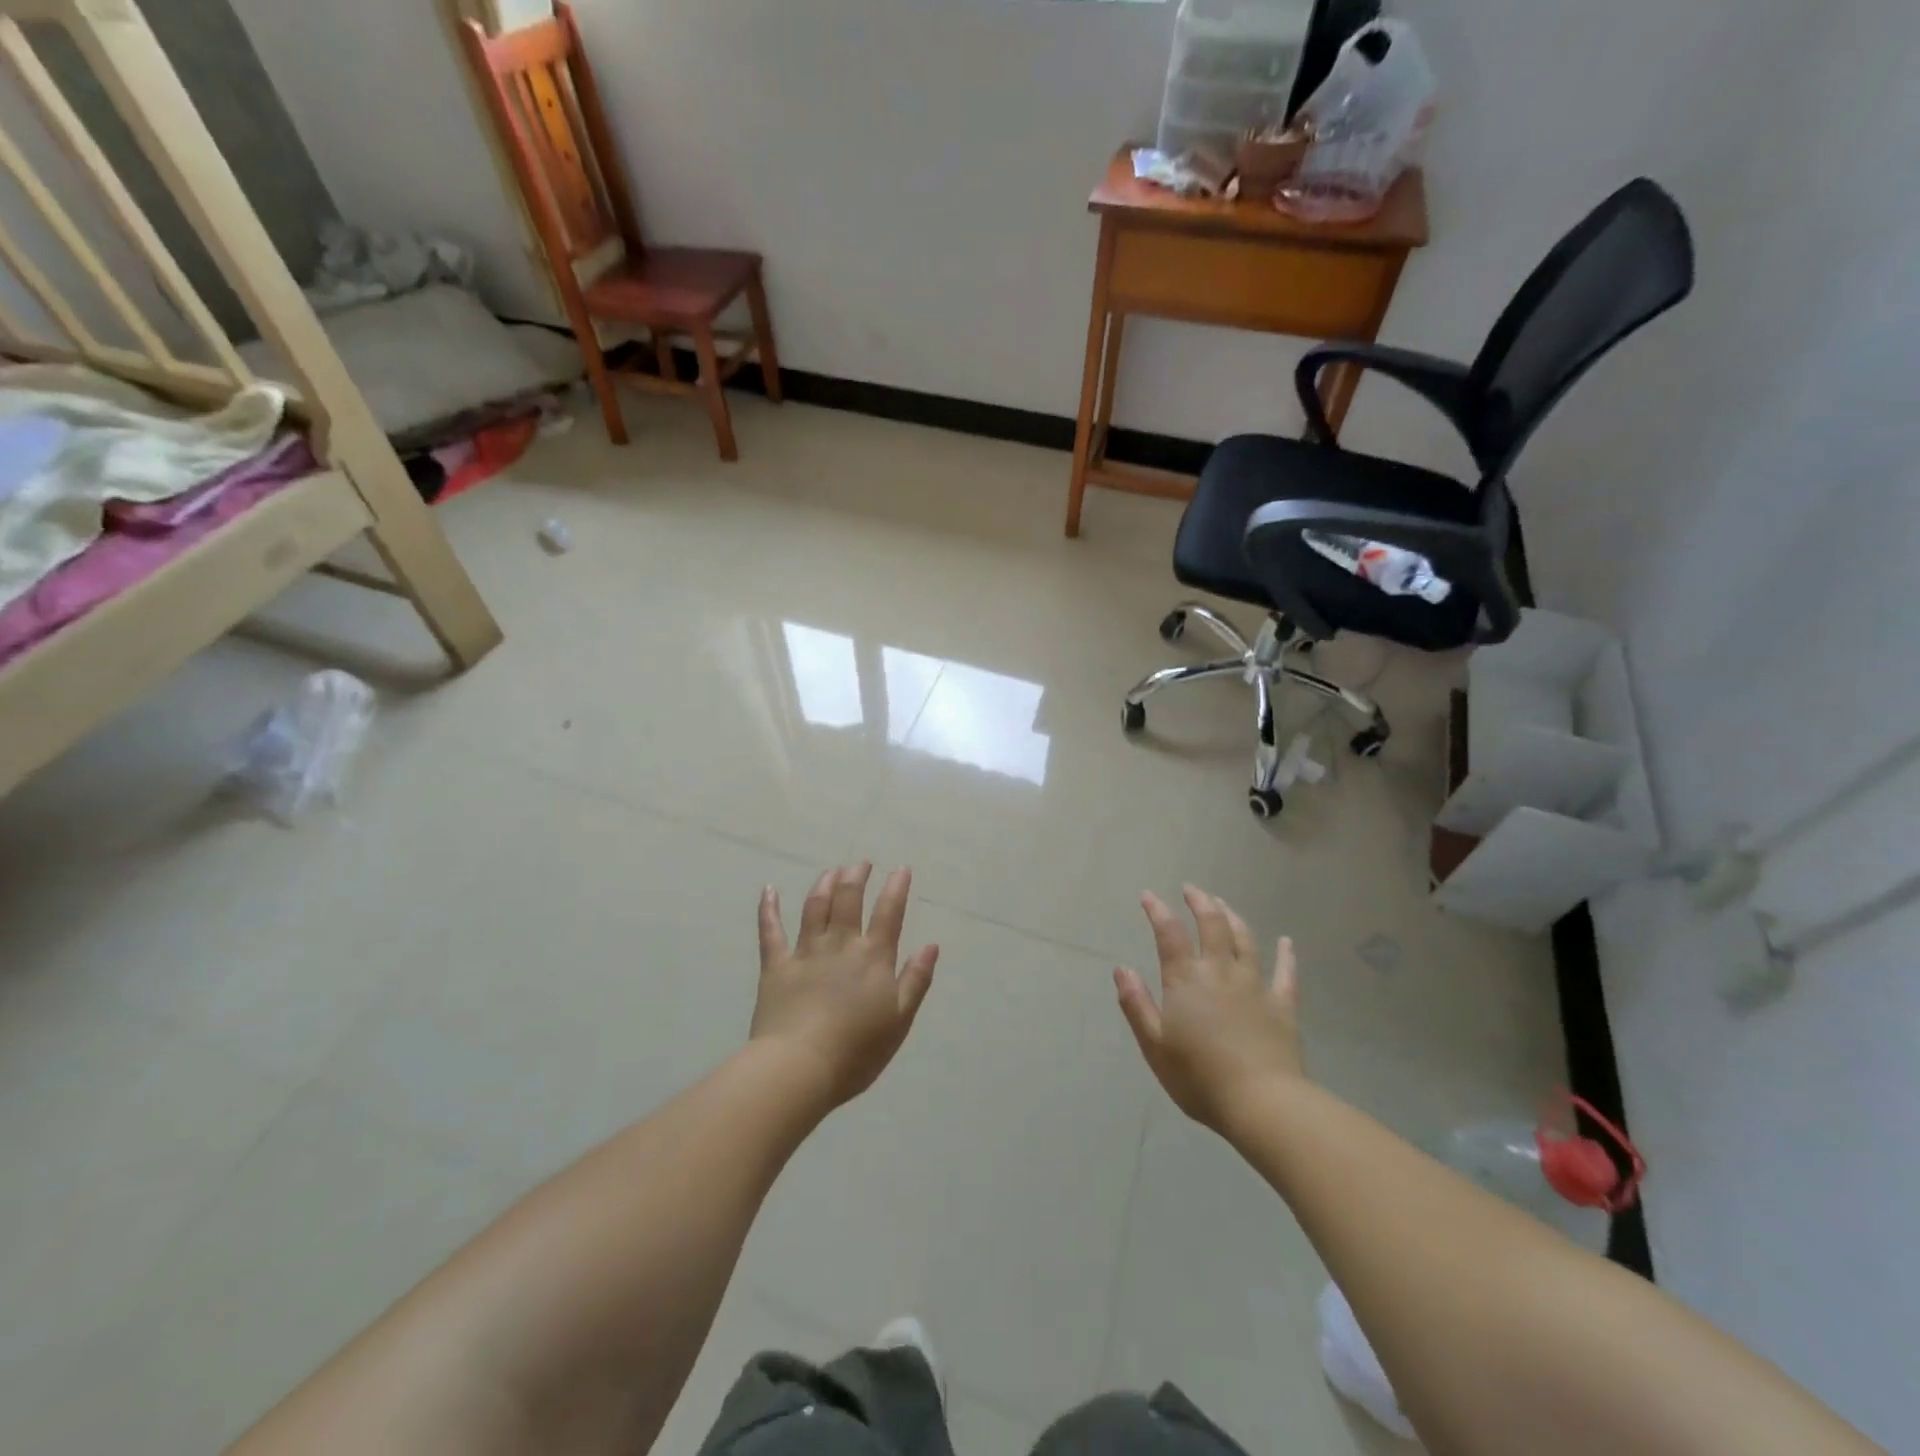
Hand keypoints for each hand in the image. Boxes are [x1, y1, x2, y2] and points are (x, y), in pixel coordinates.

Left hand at [752, 863, 938, 1107]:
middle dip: (856, 877)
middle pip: (848, 900)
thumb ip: (916, 980)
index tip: (900, 869)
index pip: (888, 913)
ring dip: (824, 884)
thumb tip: (931, 945)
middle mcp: (840, 945)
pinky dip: (768, 908)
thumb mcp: (899, 1021)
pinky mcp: (776, 966)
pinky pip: (770, 931)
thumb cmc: (856, 1051)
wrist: (799, 1068)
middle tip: (861, 864)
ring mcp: (805, 952)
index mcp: (873, 958)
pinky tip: (769, 890)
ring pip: (814, 907)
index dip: (896, 888)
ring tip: (831, 870)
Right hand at [1114, 886, 1304, 1134]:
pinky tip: (1287, 942)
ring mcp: (1255, 985)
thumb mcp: (1154, 1045)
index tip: (1148, 895)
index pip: (1169, 933)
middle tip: (1192, 889)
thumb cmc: (1199, 1077)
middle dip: (1200, 903)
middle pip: (1212, 925)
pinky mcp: (1282, 1005)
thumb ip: (1136, 1004)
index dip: (1157, 911)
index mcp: (1186, 980)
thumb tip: (1122, 969)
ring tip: (1224, 905)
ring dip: (1233, 918)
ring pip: (1245, 940)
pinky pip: (1286, 973)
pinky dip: (1286, 955)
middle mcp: (1220, 972)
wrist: (1262, 1103)